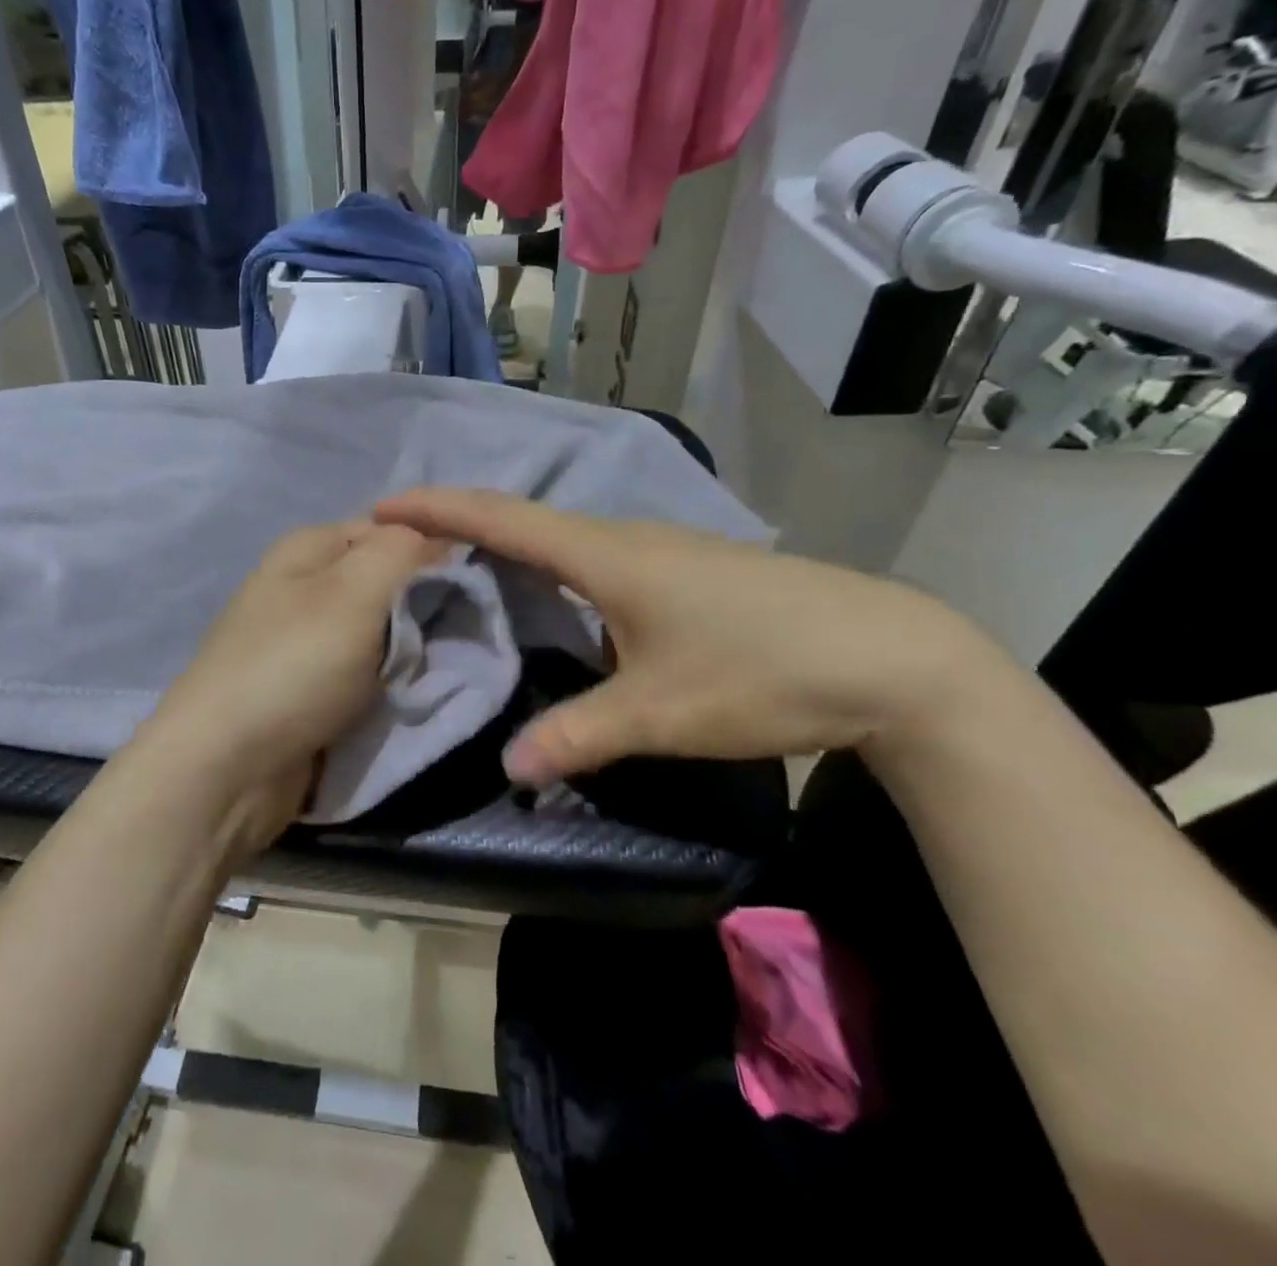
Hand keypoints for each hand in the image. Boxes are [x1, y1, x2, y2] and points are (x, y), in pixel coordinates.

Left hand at [125, 522, 444, 855]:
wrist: (226, 769)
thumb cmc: (292, 667)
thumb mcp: (354, 591)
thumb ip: (402, 550)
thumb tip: (436, 537)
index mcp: (309, 548)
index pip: (393, 529)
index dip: (436, 552)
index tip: (474, 588)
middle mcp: (304, 585)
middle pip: (387, 582)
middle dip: (426, 608)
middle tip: (462, 635)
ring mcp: (303, 640)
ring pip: (381, 632)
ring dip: (410, 652)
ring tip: (438, 670)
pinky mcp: (307, 688)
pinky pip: (364, 673)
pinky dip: (387, 684)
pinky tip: (408, 696)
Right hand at [373, 488, 1003, 784]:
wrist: (892, 657)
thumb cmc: (762, 670)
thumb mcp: (660, 713)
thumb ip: (577, 736)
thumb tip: (510, 769)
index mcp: (605, 555)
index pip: (501, 518)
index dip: (437, 508)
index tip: (383, 506)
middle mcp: (625, 537)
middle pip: (524, 517)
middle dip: (459, 522)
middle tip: (407, 545)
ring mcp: (659, 550)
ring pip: (561, 536)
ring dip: (505, 542)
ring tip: (460, 565)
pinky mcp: (684, 571)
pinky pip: (592, 554)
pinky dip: (548, 563)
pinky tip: (549, 595)